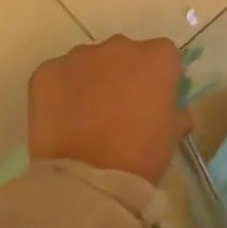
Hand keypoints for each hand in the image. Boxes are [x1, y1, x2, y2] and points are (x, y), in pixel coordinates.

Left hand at [28, 36, 188, 184]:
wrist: (88, 180)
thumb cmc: (141, 156)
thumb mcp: (171, 136)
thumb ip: (177, 114)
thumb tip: (179, 112)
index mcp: (158, 57)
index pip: (163, 56)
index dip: (158, 78)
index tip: (153, 100)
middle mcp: (121, 46)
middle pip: (125, 53)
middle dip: (123, 74)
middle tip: (118, 109)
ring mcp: (80, 56)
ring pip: (89, 62)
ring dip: (91, 80)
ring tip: (85, 116)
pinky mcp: (47, 71)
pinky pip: (58, 75)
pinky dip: (60, 91)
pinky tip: (62, 119)